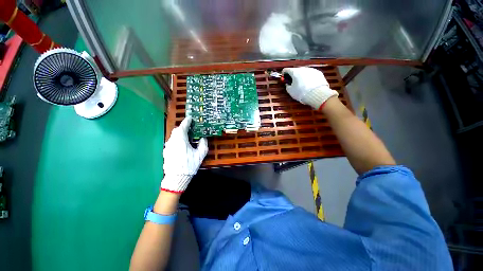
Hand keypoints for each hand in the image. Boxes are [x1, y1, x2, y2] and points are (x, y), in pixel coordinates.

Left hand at [161, 117, 207, 193]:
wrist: (176, 178)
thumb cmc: (189, 164)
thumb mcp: (200, 154)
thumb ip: (203, 144)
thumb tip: (203, 138)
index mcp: (180, 140)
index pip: (183, 127)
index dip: (187, 121)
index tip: (190, 118)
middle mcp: (172, 141)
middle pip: (177, 130)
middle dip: (183, 127)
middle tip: (190, 128)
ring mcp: (168, 146)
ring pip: (173, 136)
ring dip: (180, 134)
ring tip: (187, 136)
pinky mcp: (166, 152)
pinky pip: (172, 142)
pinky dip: (177, 140)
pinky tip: (181, 145)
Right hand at [282, 67, 338, 109]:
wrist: (316, 94)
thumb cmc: (301, 93)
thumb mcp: (290, 91)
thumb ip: (287, 86)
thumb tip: (288, 84)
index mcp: (294, 72)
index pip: (286, 70)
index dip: (284, 74)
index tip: (284, 79)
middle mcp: (303, 68)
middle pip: (295, 70)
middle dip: (293, 76)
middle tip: (293, 83)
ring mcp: (311, 70)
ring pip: (304, 72)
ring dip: (301, 77)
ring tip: (302, 85)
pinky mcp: (318, 73)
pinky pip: (311, 74)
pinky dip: (308, 78)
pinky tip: (309, 85)